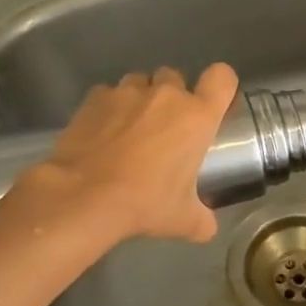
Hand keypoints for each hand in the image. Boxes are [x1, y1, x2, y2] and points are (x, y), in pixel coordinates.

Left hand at [19, 64, 238, 243]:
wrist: (84, 197)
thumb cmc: (144, 202)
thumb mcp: (183, 219)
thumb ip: (202, 219)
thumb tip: (207, 228)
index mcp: (197, 116)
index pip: (222, 77)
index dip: (220, 86)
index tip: (213, 104)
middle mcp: (166, 95)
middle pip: (176, 78)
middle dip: (173, 96)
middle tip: (166, 128)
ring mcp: (127, 92)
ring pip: (140, 82)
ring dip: (140, 100)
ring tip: (130, 129)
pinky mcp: (94, 98)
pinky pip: (108, 94)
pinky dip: (109, 109)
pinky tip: (102, 134)